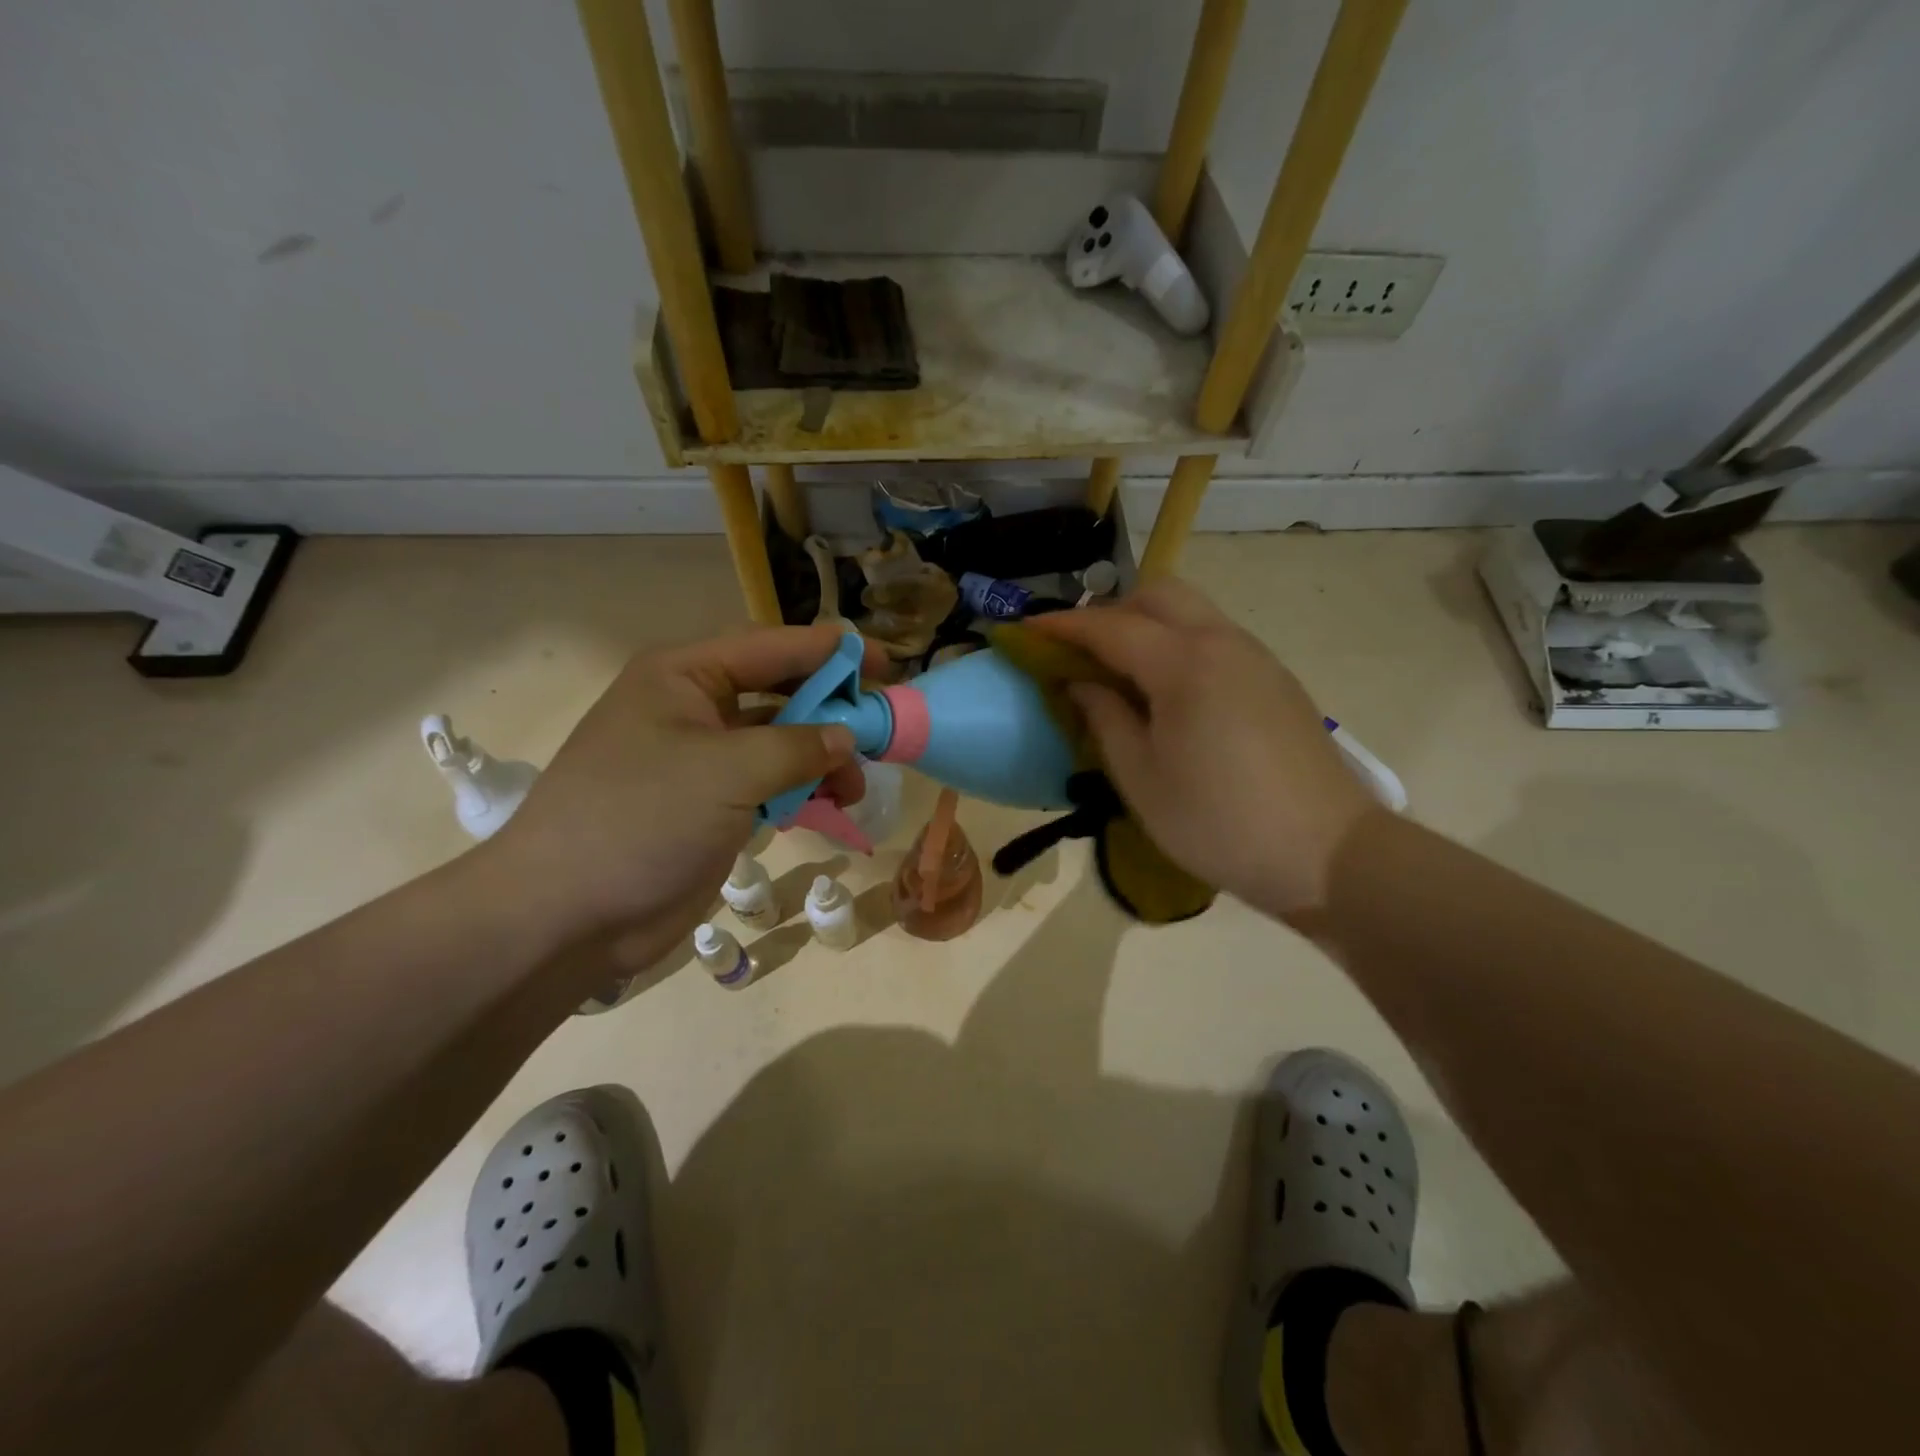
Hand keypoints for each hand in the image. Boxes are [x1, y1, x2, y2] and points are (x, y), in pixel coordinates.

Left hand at [475, 624, 876, 972]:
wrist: (567, 915)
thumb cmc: (642, 819)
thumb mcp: (727, 771)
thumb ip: (798, 746)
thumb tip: (847, 737)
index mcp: (685, 675)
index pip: (774, 646)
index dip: (835, 652)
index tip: (891, 666)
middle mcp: (694, 707)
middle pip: (781, 691)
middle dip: (832, 710)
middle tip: (881, 731)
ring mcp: (703, 760)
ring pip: (781, 742)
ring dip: (823, 758)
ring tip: (856, 787)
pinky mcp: (711, 805)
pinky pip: (770, 783)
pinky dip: (803, 790)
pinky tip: (831, 806)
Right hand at [1033, 580, 1375, 917]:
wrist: (1328, 854)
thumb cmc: (1218, 822)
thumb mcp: (1141, 779)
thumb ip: (1105, 719)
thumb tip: (1082, 684)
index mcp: (1183, 663)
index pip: (1109, 626)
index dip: (1062, 626)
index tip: (1025, 630)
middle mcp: (1222, 642)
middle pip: (1158, 595)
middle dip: (1110, 612)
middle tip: (1080, 654)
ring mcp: (1256, 657)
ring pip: (1191, 612)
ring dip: (1147, 626)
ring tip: (1119, 675)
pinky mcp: (1275, 680)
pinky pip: (1215, 638)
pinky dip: (1178, 645)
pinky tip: (1169, 695)